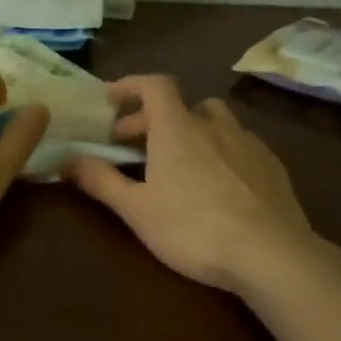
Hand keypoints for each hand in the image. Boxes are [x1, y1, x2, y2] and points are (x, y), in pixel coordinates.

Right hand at [69, 76, 330, 291]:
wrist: (271, 254)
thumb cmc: (194, 229)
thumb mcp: (137, 210)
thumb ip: (101, 181)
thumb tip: (69, 159)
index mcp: (178, 129)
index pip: (154, 86)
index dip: (130, 85)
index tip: (110, 99)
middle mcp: (214, 126)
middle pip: (179, 105)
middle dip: (149, 119)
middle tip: (128, 144)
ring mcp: (248, 143)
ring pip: (213, 121)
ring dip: (189, 130)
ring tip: (177, 159)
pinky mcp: (272, 166)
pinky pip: (238, 144)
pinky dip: (218, 150)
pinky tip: (216, 183)